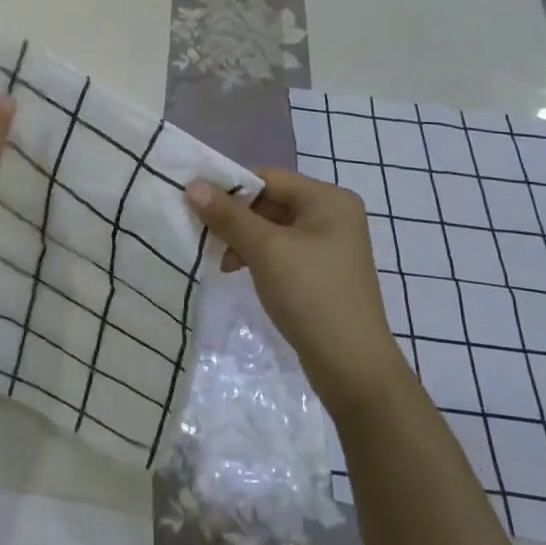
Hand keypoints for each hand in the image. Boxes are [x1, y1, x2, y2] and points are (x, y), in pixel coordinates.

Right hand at [186, 168, 400, 398]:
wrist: (352, 367)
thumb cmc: (311, 295)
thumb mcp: (265, 250)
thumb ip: (228, 215)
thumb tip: (193, 184)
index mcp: (328, 199)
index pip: (268, 177)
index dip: (230, 187)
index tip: (195, 204)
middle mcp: (333, 214)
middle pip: (270, 201)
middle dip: (235, 217)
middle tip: (204, 235)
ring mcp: (329, 244)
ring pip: (272, 227)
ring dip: (243, 238)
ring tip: (222, 261)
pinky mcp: (321, 270)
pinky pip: (281, 249)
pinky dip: (257, 256)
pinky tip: (238, 271)